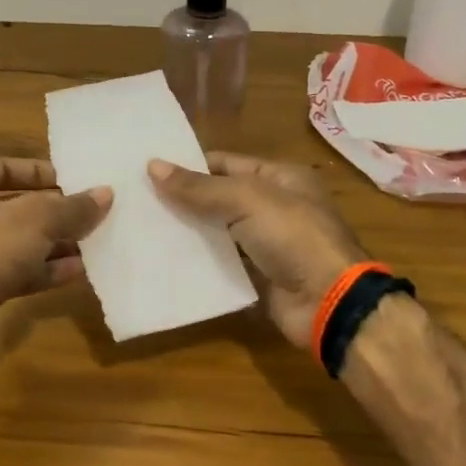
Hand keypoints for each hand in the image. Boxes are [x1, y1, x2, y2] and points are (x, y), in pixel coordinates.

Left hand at [0, 158, 111, 324]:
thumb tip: (105, 194)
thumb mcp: (38, 218)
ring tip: (91, 242)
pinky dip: (42, 269)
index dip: (40, 173)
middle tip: (89, 212)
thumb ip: (73, 207)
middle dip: (52, 212)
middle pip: (12, 206)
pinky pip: (12, 270)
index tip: (73, 181)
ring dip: (52, 243)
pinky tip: (76, 271)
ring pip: (14, 241)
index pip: (3, 166)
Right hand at [148, 152, 368, 348]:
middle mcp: (274, 207)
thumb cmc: (293, 237)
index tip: (148, 170)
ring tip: (142, 228)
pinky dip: (199, 261)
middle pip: (219, 197)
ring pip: (218, 232)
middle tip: (137, 199)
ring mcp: (266, 243)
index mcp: (279, 178)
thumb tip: (152, 166)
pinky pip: (222, 263)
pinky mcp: (258, 275)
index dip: (190, 165)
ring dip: (187, 231)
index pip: (226, 163)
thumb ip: (200, 186)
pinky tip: (165, 259)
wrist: (329, 301)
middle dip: (183, 199)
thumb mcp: (247, 201)